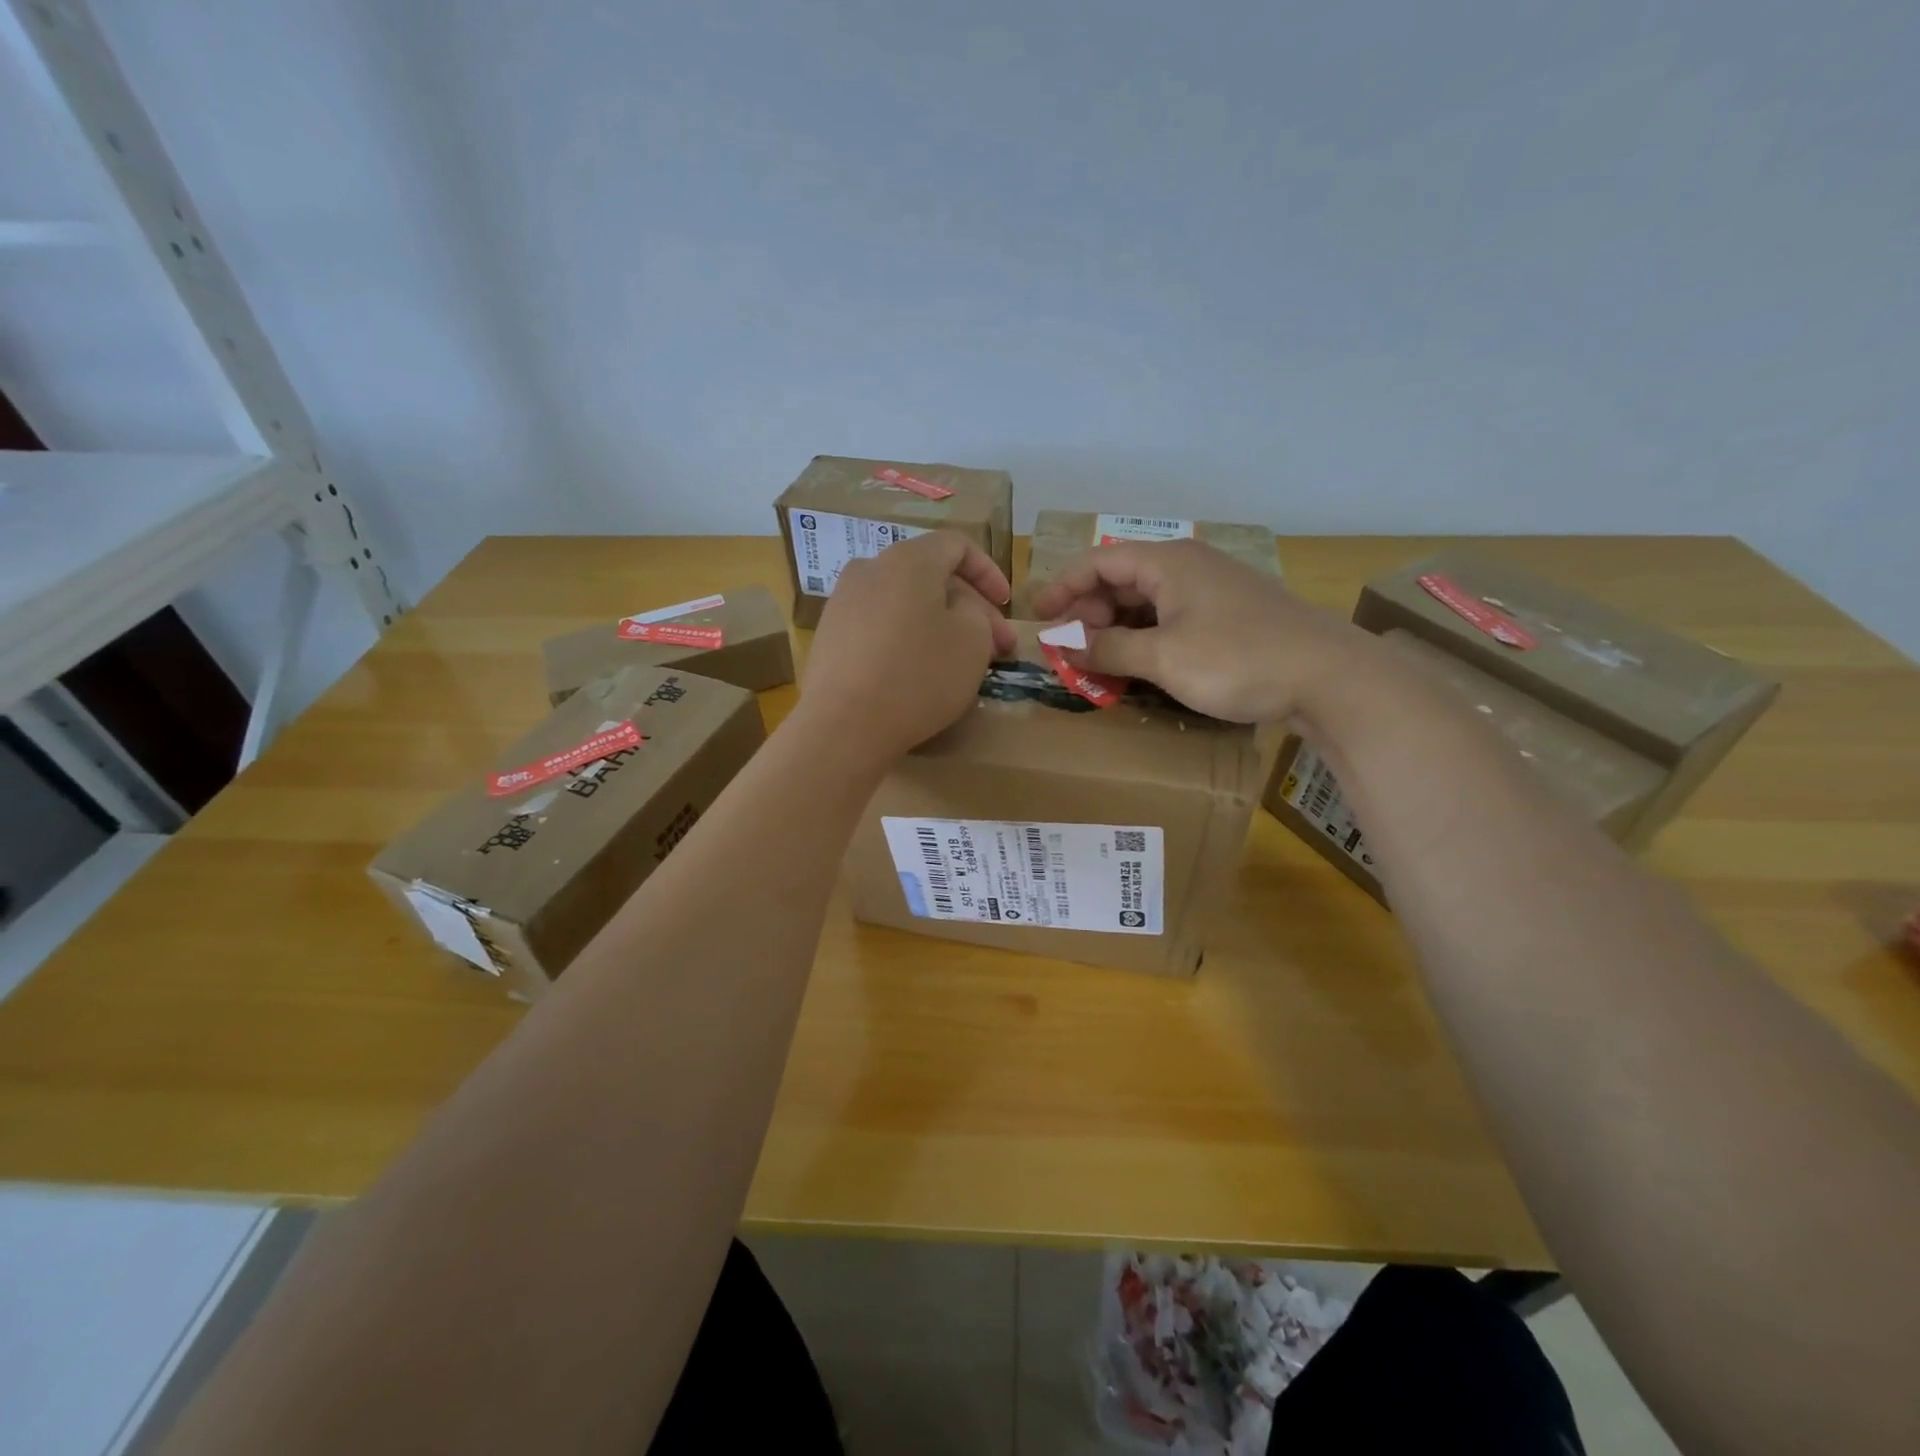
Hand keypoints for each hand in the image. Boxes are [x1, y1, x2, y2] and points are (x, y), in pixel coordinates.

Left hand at [800, 530, 1016, 758]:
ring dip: (939, 625)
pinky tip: (918, 674)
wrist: (844, 725)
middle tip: (996, 648)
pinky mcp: (829, 638)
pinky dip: (906, 640)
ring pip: (905, 603)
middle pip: (930, 576)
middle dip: (970, 608)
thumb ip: (977, 612)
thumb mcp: (973, 639)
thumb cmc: (919, 675)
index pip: (956, 545)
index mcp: (908, 559)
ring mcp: (842, 603)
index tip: (1007, 606)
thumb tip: (957, 609)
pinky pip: (879, 627)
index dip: (989, 572)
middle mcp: (869, 570)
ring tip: (960, 662)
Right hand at [1029, 539, 1370, 723]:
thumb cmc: (1237, 659)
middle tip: (1073, 651)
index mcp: (1168, 562)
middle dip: (1089, 613)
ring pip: (1148, 603)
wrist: (1329, 676)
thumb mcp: (1163, 658)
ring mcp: (1213, 590)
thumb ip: (1108, 649)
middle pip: (1122, 580)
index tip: (1040, 619)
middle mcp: (1188, 567)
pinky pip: (1172, 619)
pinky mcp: (1230, 616)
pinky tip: (1141, 666)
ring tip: (1100, 663)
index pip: (1099, 562)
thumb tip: (1065, 644)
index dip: (1063, 588)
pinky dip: (1147, 639)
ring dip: (1117, 630)